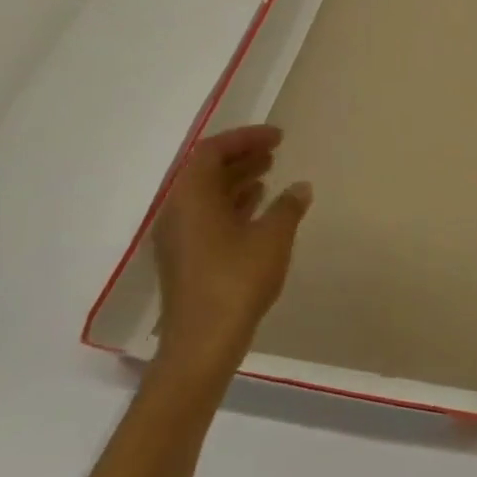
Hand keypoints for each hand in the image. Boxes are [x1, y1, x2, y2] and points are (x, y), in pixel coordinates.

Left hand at [152, 124, 311, 383]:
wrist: (203, 340)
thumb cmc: (237, 280)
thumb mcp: (273, 236)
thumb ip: (287, 206)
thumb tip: (299, 187)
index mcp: (191, 198)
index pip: (212, 152)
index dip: (245, 138)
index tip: (278, 137)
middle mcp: (177, 211)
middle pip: (205, 170)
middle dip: (240, 155)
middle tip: (275, 150)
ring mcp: (179, 236)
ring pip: (206, 194)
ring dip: (237, 179)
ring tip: (271, 173)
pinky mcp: (186, 257)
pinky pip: (207, 215)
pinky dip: (233, 203)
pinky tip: (258, 208)